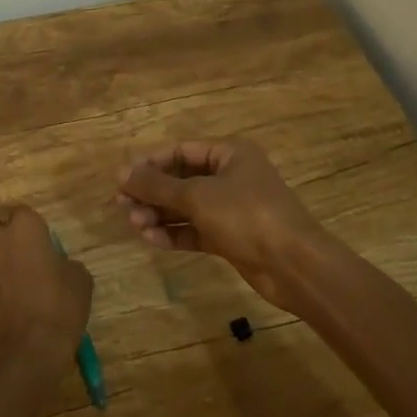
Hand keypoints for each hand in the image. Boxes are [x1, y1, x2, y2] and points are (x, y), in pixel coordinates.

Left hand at [0, 204, 92, 375]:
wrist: (26, 355)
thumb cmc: (58, 308)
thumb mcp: (80, 282)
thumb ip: (67, 265)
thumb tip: (60, 267)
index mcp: (24, 229)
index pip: (21, 211)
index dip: (30, 224)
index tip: (41, 239)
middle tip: (16, 243)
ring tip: (11, 273)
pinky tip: (8, 301)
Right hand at [117, 139, 331, 311]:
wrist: (294, 265)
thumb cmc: (247, 215)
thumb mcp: (198, 196)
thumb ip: (157, 186)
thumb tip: (121, 174)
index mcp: (229, 153)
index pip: (180, 150)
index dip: (150, 163)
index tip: (123, 180)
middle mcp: (230, 176)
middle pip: (181, 179)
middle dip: (152, 193)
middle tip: (123, 206)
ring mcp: (232, 209)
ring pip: (187, 207)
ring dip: (160, 214)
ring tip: (136, 225)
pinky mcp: (232, 238)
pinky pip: (196, 230)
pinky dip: (175, 233)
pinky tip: (153, 239)